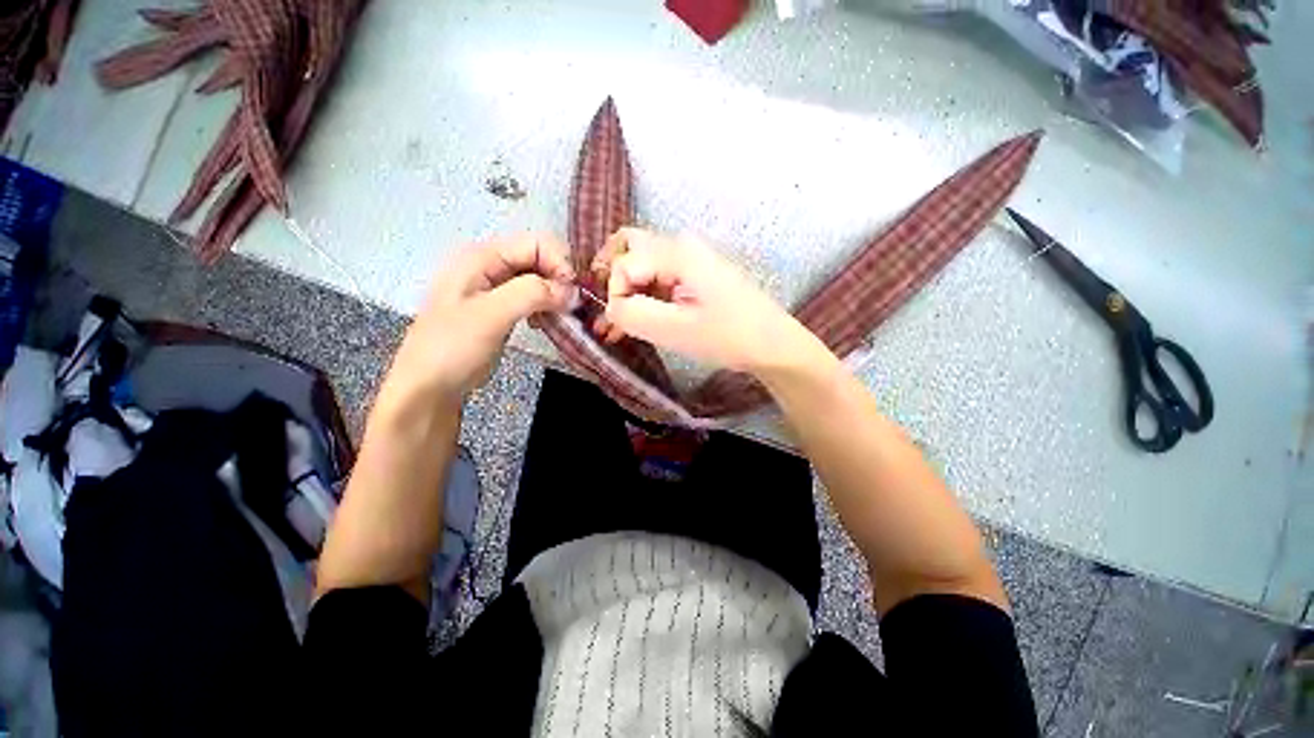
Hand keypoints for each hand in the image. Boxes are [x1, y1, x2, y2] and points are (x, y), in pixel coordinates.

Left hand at [382, 233, 574, 409]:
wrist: (429, 387)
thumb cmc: (453, 348)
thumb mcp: (491, 315)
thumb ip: (531, 294)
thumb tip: (571, 291)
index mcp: (482, 257)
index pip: (534, 244)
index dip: (559, 262)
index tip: (575, 292)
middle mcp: (490, 267)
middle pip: (538, 260)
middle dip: (560, 279)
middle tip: (573, 306)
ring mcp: (495, 290)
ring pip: (538, 281)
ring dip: (555, 295)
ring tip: (563, 316)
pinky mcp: (501, 311)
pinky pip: (532, 300)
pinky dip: (546, 308)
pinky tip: (546, 323)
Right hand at [592, 228, 819, 373]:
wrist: (774, 345)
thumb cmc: (729, 337)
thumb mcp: (676, 330)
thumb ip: (634, 315)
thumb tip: (612, 307)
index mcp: (678, 253)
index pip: (624, 263)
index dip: (614, 294)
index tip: (618, 324)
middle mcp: (682, 247)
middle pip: (629, 248)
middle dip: (610, 280)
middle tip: (603, 310)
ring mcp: (691, 261)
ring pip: (643, 266)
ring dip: (625, 293)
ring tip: (613, 329)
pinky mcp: (696, 278)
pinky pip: (660, 280)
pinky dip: (643, 298)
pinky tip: (635, 323)